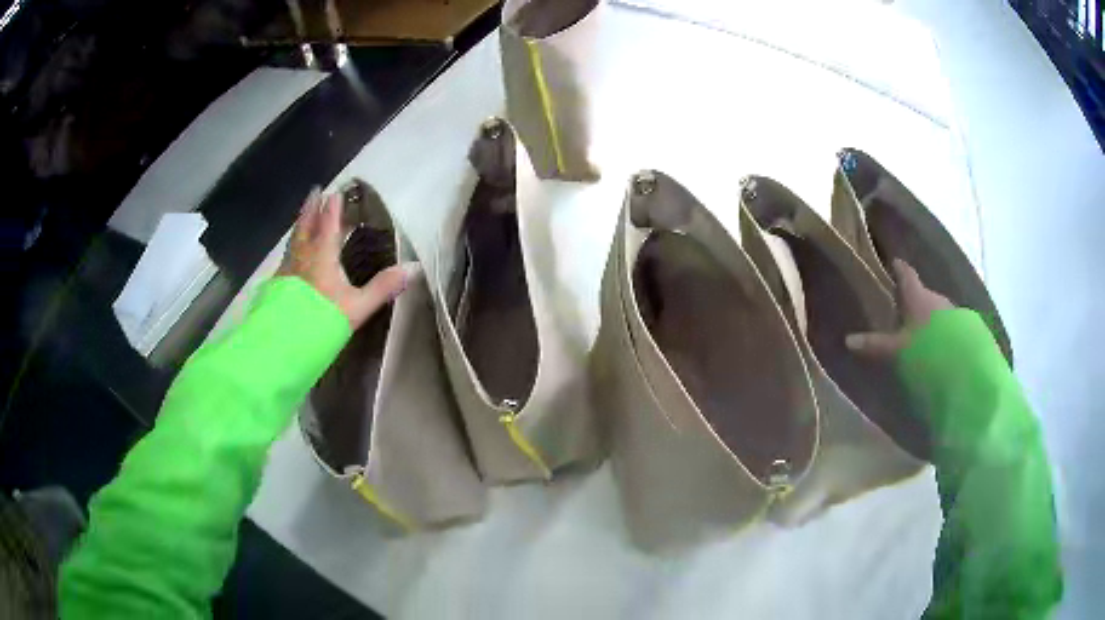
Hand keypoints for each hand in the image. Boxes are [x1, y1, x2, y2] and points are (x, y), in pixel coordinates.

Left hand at [278, 188, 412, 329]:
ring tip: (304, 216)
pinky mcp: (278, 283)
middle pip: (306, 225)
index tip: (336, 193)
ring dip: (301, 224)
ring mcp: (287, 269)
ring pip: (294, 239)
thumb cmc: (323, 321)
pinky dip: (293, 245)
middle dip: (312, 208)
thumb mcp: (358, 306)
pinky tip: (293, 253)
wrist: (286, 342)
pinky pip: (287, 255)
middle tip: (315, 192)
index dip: (333, 208)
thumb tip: (414, 268)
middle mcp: (302, 256)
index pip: (328, 224)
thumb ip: (384, 286)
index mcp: (322, 255)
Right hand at [845, 259, 953, 358]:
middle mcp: (934, 296)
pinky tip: (939, 344)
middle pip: (922, 293)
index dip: (899, 268)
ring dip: (929, 316)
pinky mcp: (964, 326)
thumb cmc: (925, 347)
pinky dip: (942, 329)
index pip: (906, 275)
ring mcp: (951, 310)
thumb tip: (848, 340)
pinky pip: (949, 323)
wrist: (963, 360)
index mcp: (917, 295)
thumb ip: (875, 344)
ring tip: (922, 331)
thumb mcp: (896, 349)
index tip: (894, 262)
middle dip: (914, 299)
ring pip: (936, 309)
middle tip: (904, 308)